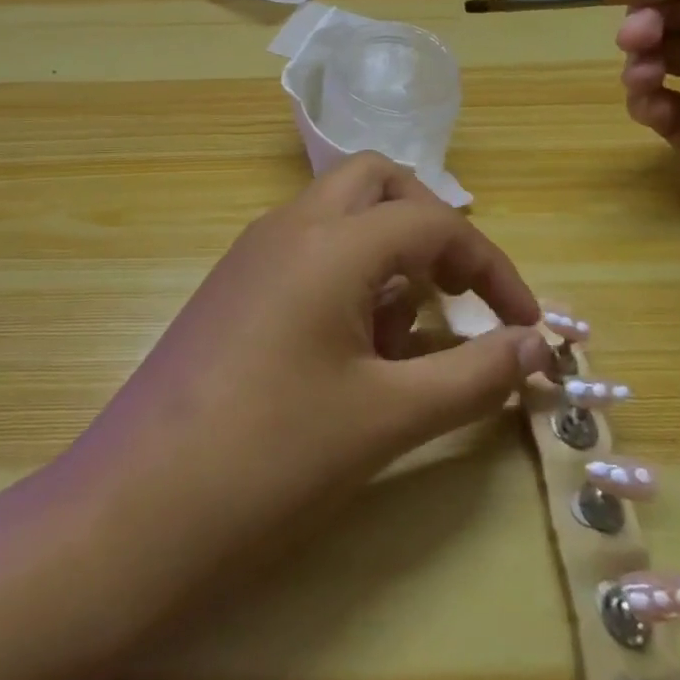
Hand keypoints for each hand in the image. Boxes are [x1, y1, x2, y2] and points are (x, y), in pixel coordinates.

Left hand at [62, 153, 552, 602]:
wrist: (141, 498)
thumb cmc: (274, 453)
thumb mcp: (388, 416)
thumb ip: (474, 375)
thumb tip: (538, 345)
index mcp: (331, 241)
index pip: (433, 221)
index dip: (491, 267)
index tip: (526, 324)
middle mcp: (291, 224)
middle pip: (378, 181)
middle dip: (429, 224)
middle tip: (454, 293)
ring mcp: (255, 248)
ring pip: (340, 210)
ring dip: (386, 249)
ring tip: (398, 338)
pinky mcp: (234, 279)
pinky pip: (307, 244)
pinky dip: (346, 269)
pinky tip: (347, 347)